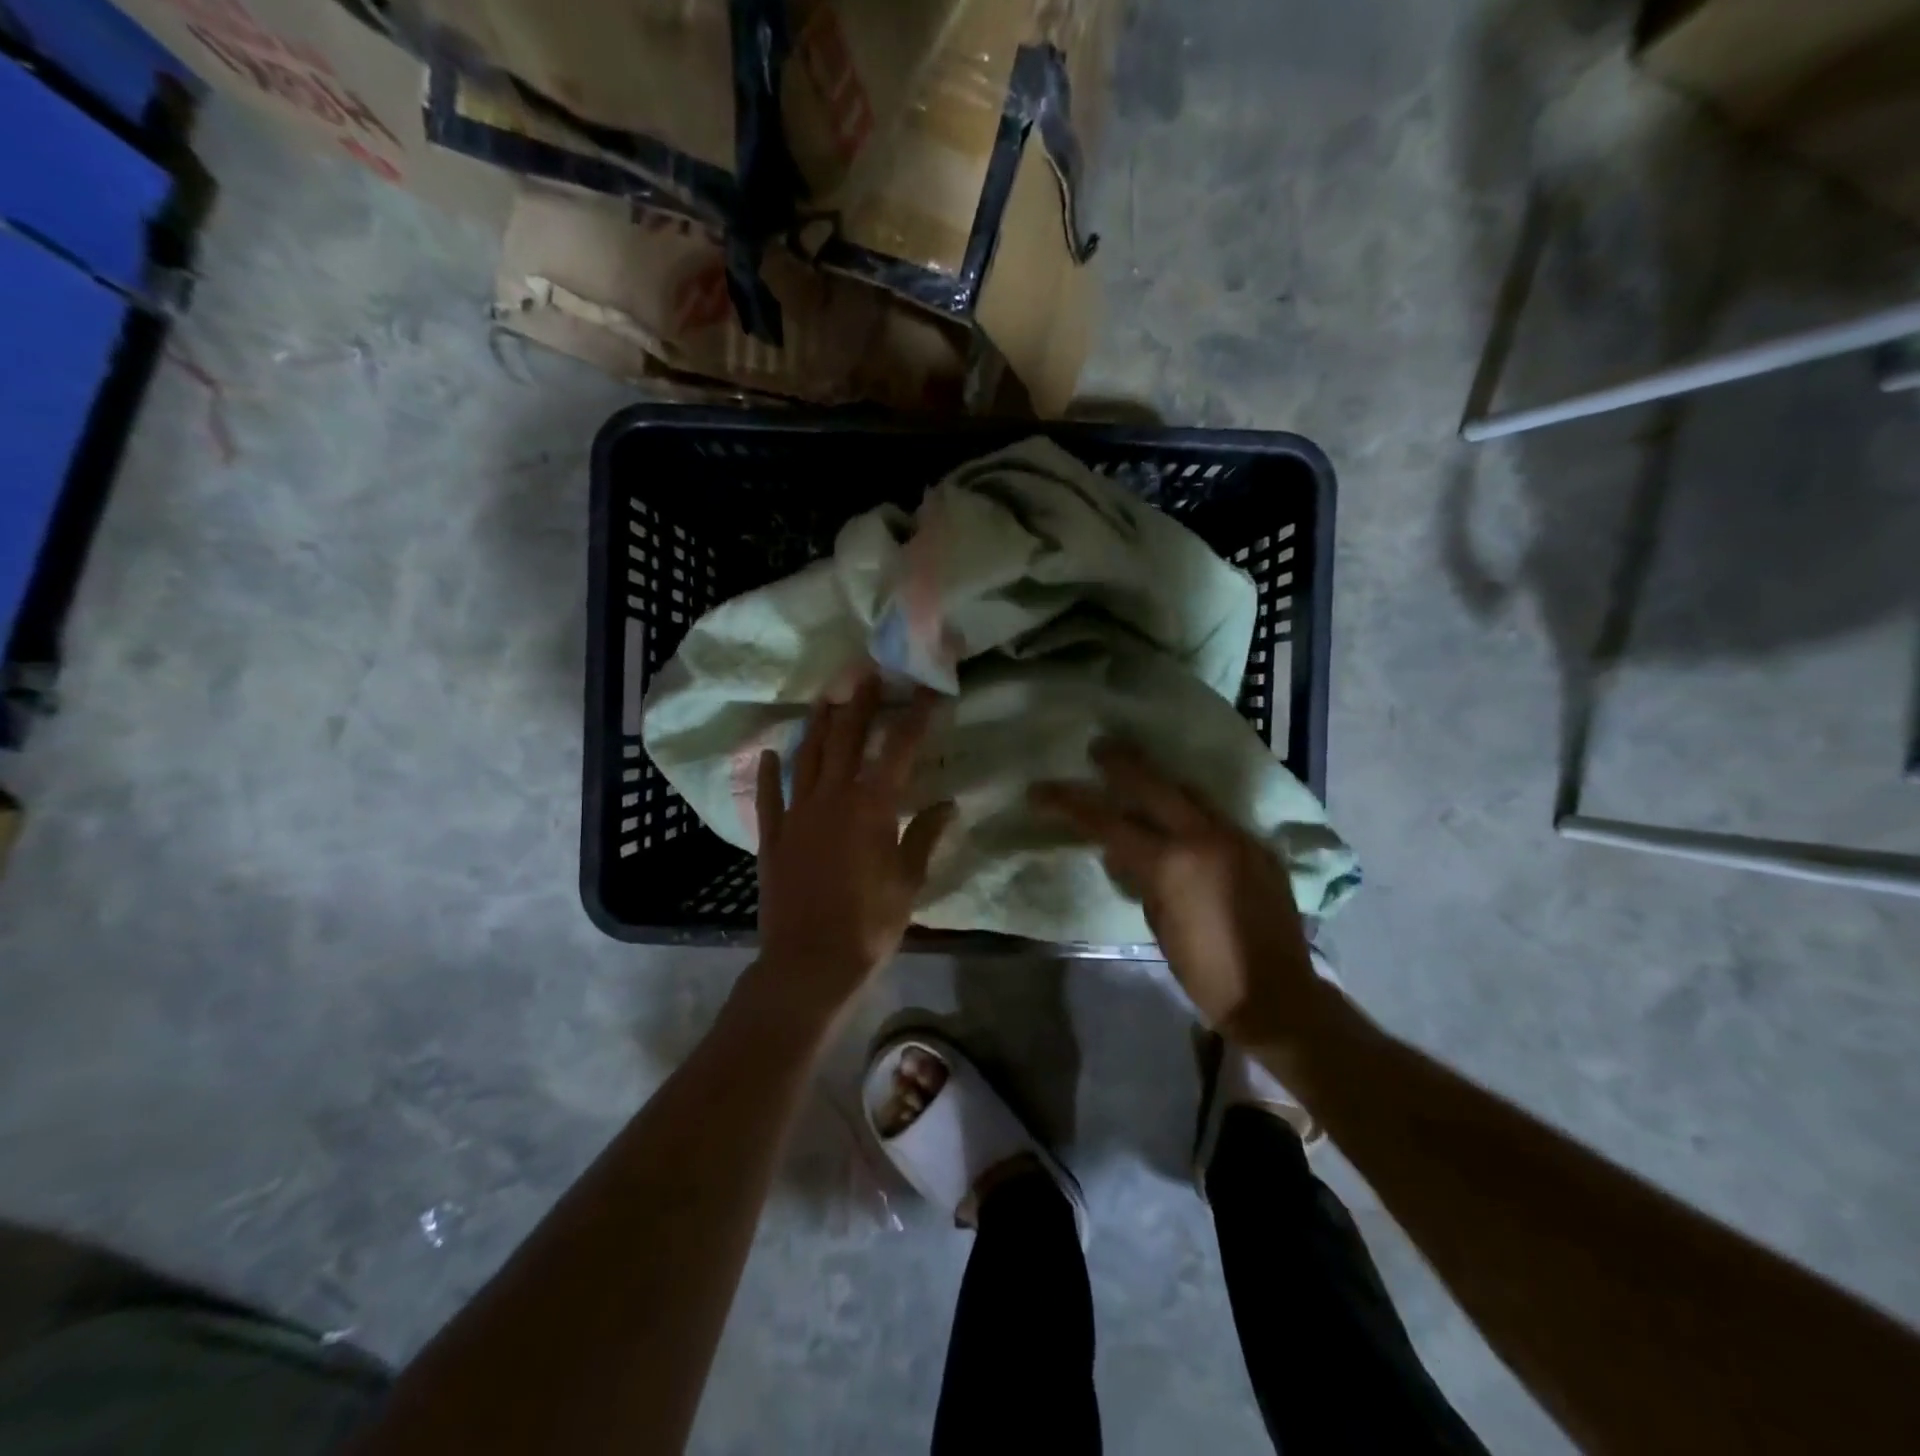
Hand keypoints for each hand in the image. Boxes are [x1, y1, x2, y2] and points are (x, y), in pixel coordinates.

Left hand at [751, 673, 954, 1019]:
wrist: (809, 962)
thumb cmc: (869, 924)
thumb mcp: (908, 882)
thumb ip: (925, 837)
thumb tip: (948, 805)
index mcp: (871, 806)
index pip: (899, 749)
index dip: (915, 716)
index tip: (927, 689)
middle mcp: (832, 798)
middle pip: (846, 739)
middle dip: (858, 704)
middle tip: (865, 672)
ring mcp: (797, 814)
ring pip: (807, 757)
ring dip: (816, 725)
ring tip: (825, 699)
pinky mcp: (773, 836)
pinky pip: (769, 797)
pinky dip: (769, 773)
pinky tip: (769, 754)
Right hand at [1032, 741, 1326, 1050]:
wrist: (1277, 994)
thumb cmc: (1205, 969)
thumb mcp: (1159, 922)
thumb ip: (1142, 878)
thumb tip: (1125, 851)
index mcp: (1172, 862)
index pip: (1109, 822)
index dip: (1070, 803)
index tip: (1041, 790)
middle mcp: (1205, 837)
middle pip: (1153, 785)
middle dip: (1121, 763)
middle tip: (1099, 746)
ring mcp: (1236, 837)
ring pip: (1190, 793)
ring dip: (1161, 781)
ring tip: (1140, 773)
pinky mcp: (1258, 847)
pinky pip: (1216, 816)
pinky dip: (1191, 810)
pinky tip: (1182, 816)